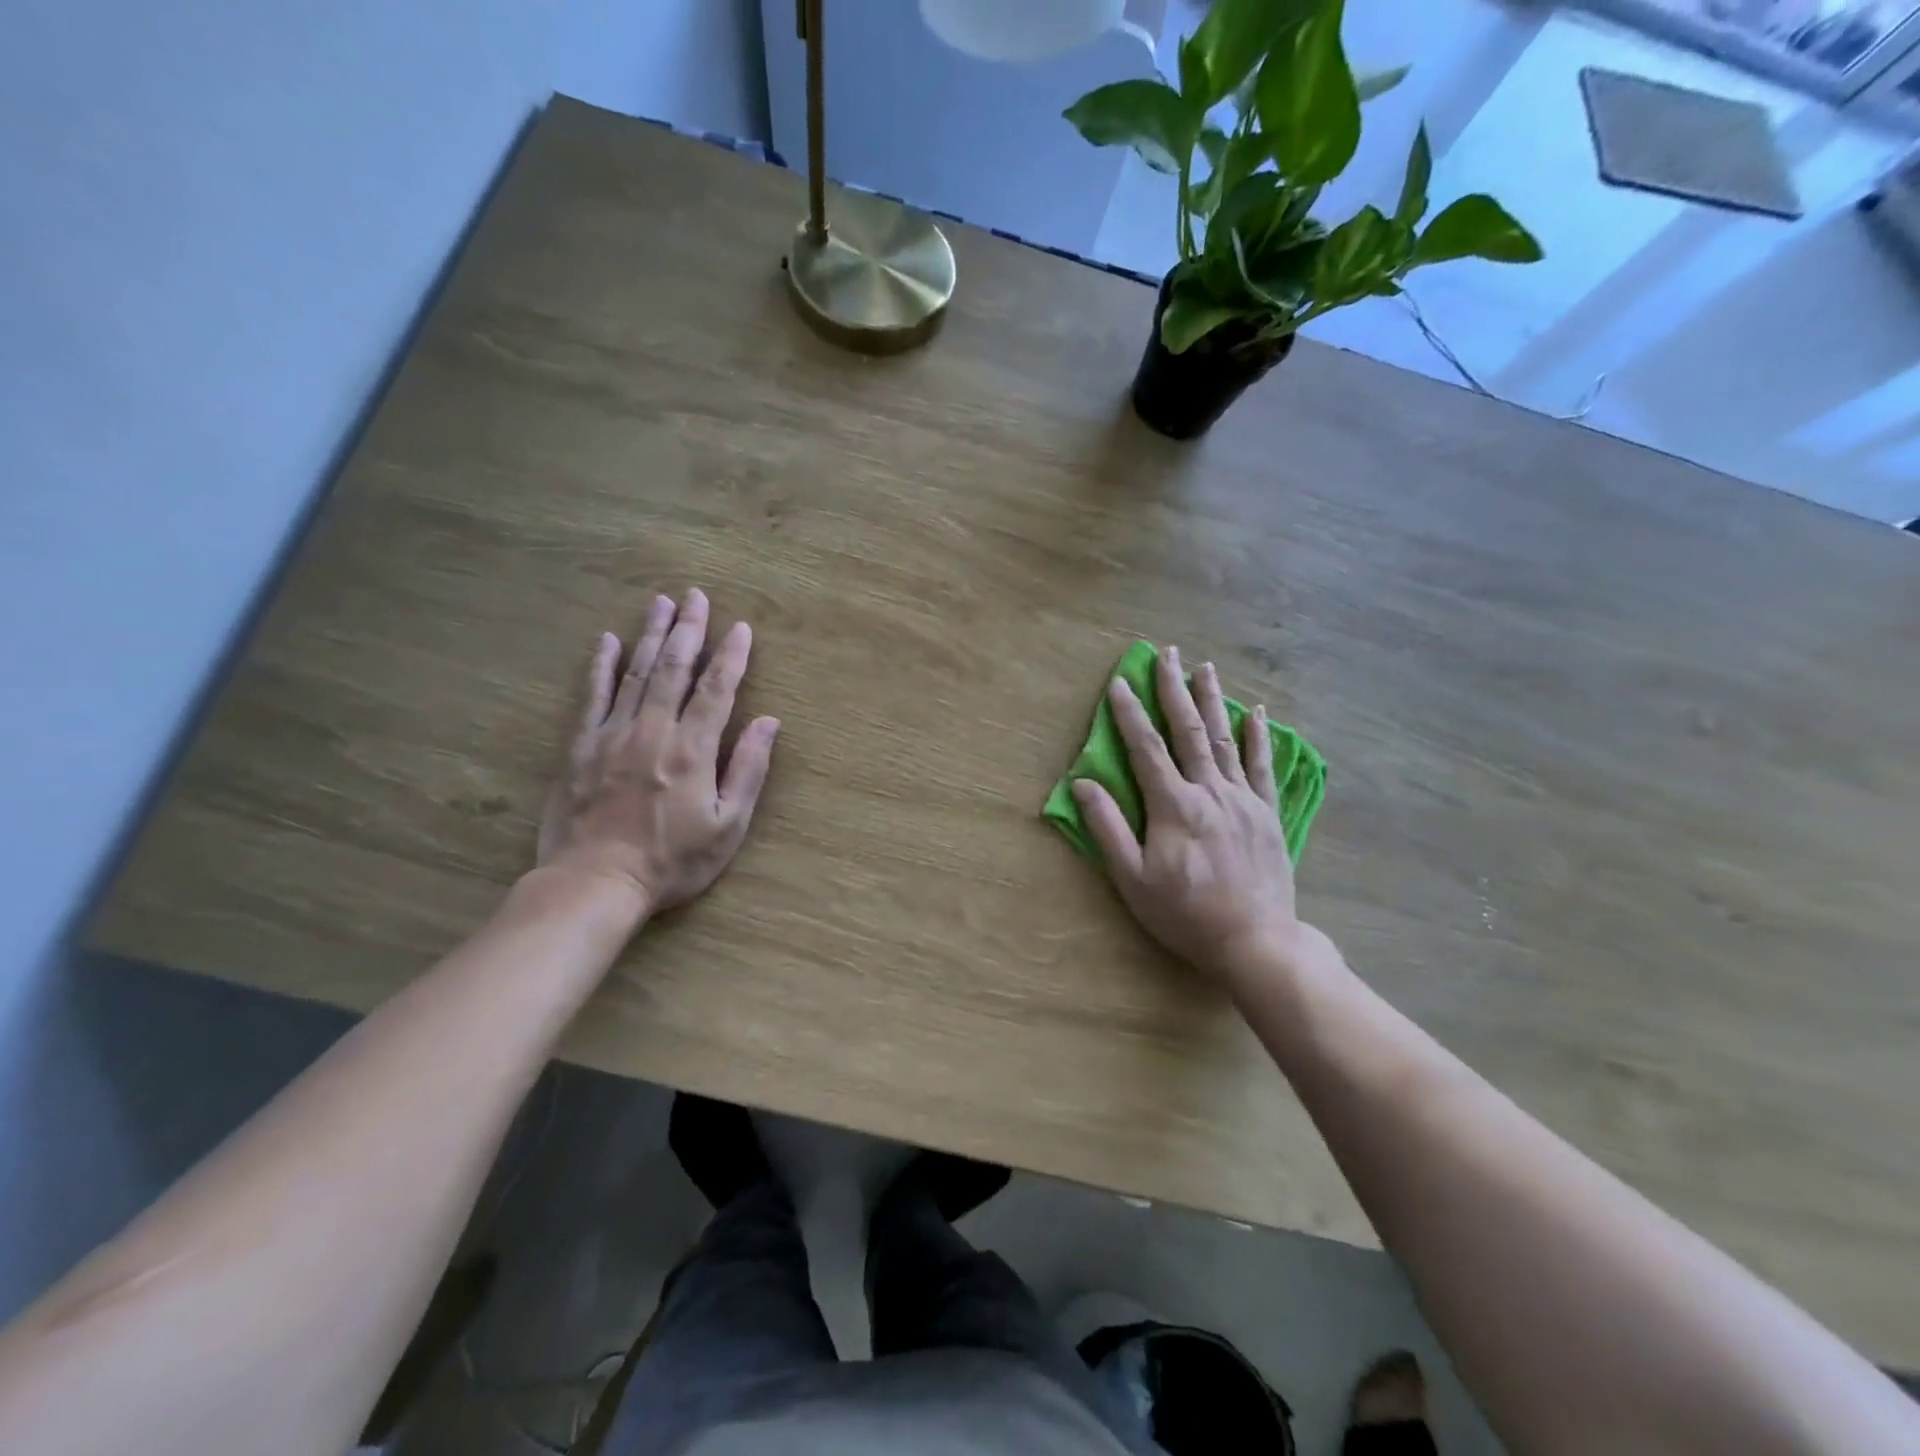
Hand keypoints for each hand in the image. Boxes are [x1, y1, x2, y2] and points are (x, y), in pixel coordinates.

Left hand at [536, 588, 778, 916]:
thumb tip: (769, 722)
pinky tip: (607, 641)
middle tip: (695, 595)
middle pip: (673, 668)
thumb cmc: (672, 860)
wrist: (596, 883)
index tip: (741, 627)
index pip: (717, 689)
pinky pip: (592, 696)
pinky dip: (600, 666)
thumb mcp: (728, 825)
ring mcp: (613, 735)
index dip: (731, 656)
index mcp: (693, 749)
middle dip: (688, 629)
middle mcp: (653, 730)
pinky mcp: (581, 746)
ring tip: (660, 602)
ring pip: (635, 673)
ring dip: (650, 634)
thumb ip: (748, 770)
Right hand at [1072, 646, 1304, 982]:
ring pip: (1224, 738)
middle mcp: (1210, 791)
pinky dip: (1257, 736)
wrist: (1256, 941)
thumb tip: (1081, 784)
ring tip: (1205, 666)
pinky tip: (1255, 712)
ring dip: (1212, 699)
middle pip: (1188, 730)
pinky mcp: (1267, 813)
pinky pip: (1263, 765)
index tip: (1120, 681)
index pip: (1146, 748)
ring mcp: (1243, 799)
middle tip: (1168, 653)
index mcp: (1174, 805)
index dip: (1130, 713)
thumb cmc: (1185, 914)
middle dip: (1174, 688)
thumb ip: (1107, 828)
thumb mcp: (1132, 880)